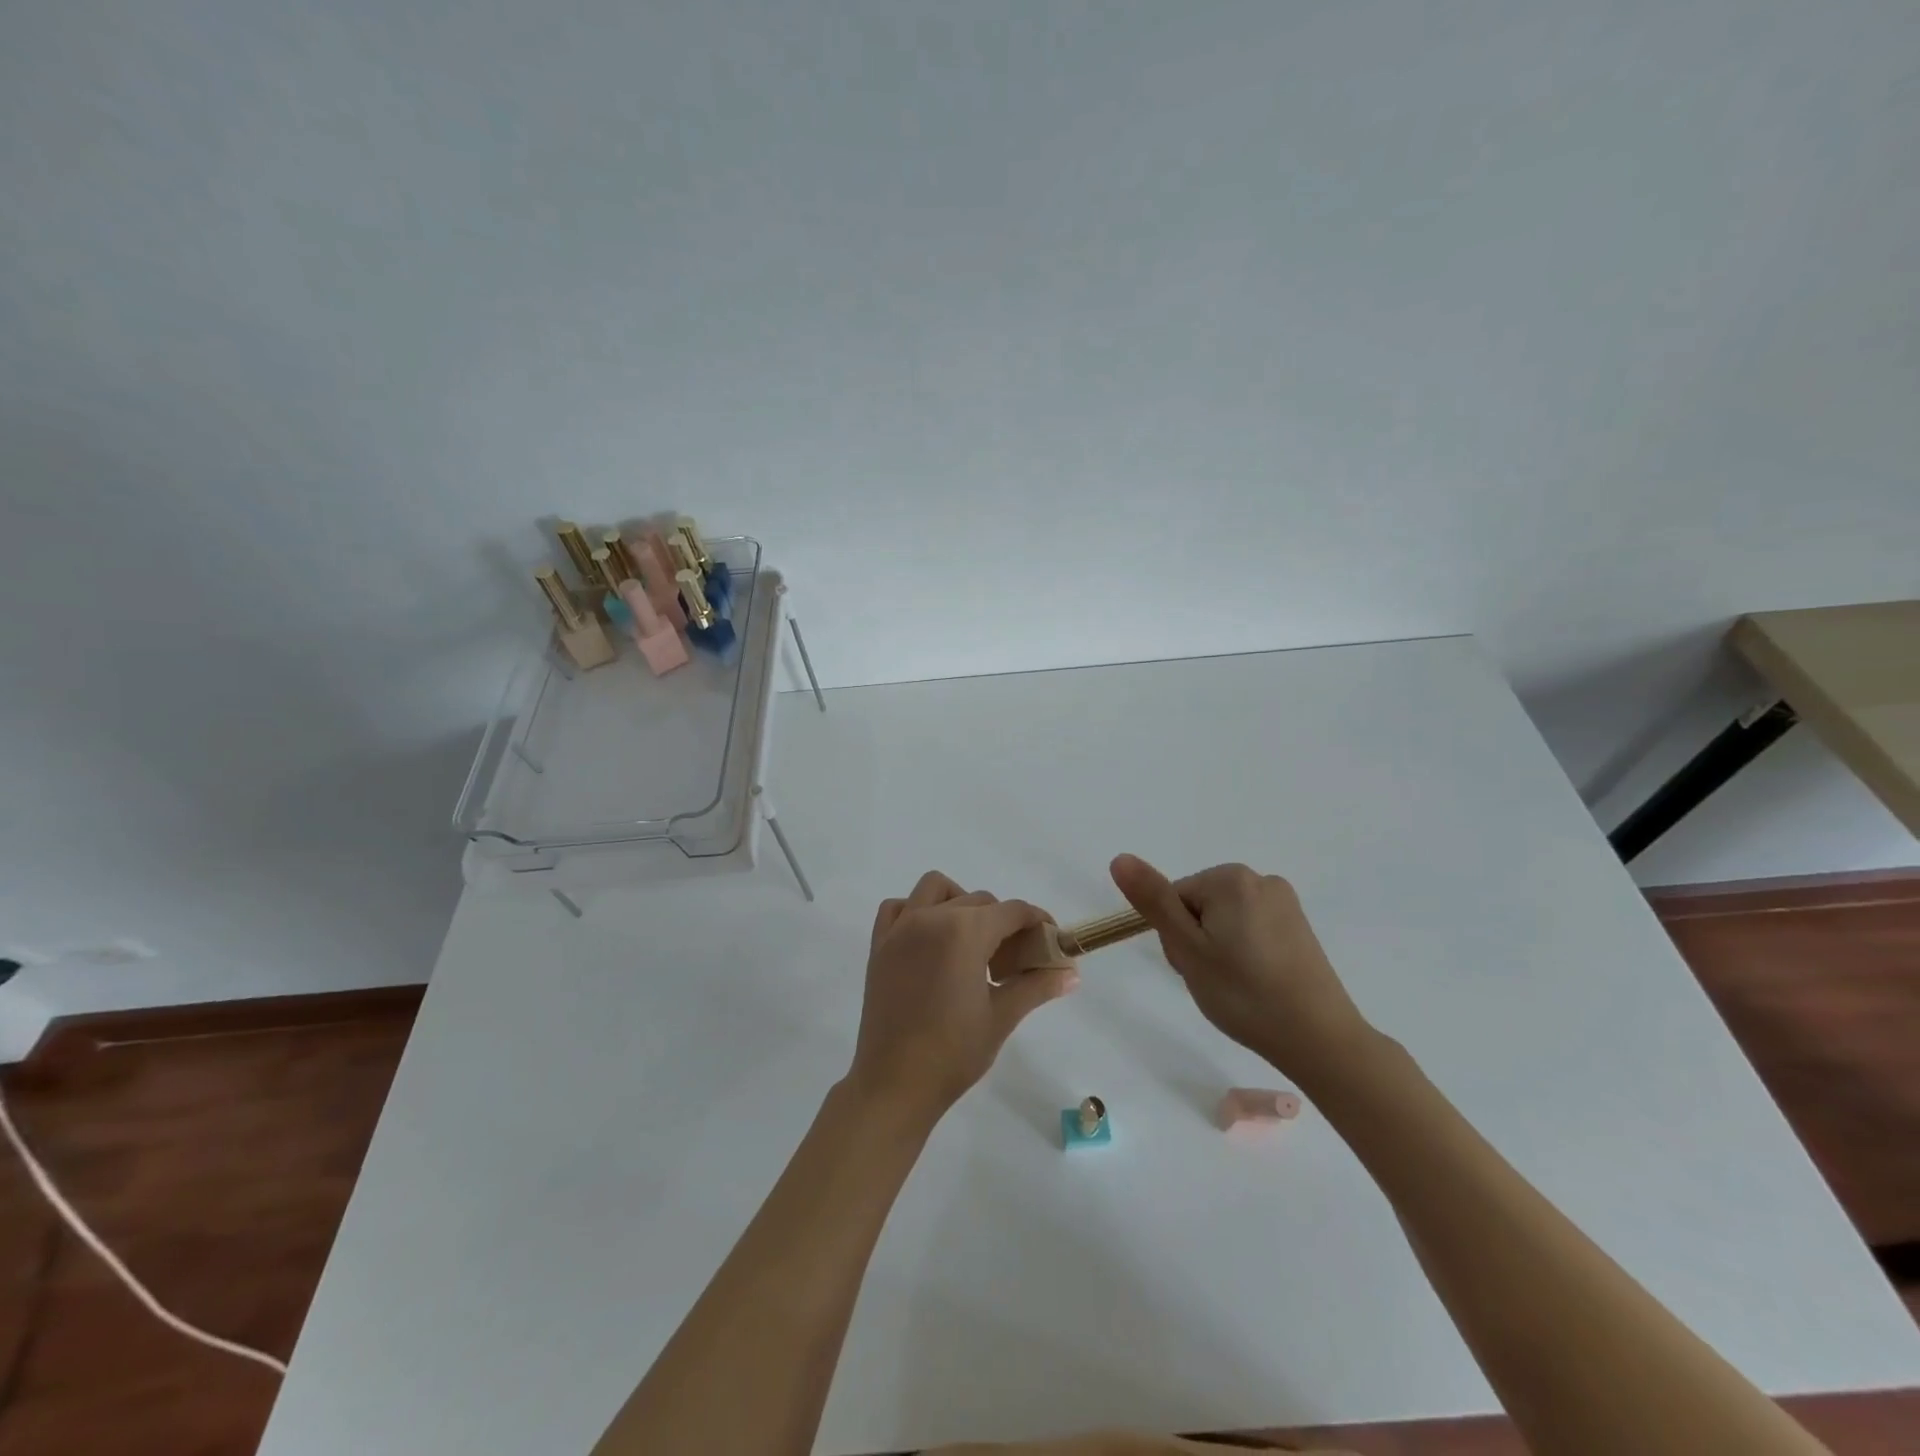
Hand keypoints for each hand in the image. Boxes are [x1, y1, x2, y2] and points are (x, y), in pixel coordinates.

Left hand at [848, 871, 1078, 1124]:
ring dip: (959, 902)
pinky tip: (928, 940)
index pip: (1012, 910)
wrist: (894, 1084)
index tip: (1051, 940)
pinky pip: (897, 907)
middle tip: (1014, 958)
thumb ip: (1036, 986)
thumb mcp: (1001, 1017)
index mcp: (965, 932)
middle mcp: (931, 918)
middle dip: (1003, 921)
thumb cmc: (953, 1052)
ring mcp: (901, 928)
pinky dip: (915, 911)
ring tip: (971, 940)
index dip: (1037, 921)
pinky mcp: (879, 945)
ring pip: (936, 889)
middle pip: (979, 900)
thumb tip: (1071, 973)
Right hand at [1110, 854, 1372, 1086]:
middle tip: (1213, 979)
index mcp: (1231, 878)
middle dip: (1197, 940)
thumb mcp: (1187, 949)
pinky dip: (1245, 953)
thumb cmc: (1244, 994)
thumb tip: (1120, 858)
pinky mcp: (1298, 926)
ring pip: (1224, 919)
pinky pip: (1251, 929)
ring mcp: (1284, 902)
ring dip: (1219, 948)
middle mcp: (1261, 879)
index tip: (1194, 967)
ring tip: (1236, 986)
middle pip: (1200, 904)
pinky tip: (1257, 982)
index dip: (1176, 936)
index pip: (1175, 898)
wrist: (1320, 1040)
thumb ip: (1153, 901)